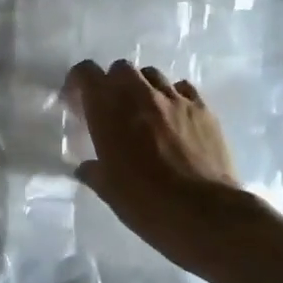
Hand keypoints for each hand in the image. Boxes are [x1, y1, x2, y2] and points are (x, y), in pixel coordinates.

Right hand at [65, 59, 240, 267]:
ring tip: (145, 111)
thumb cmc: (146, 203)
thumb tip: (87, 168)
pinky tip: (175, 117)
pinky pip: (183, 88)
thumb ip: (94, 172)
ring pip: (152, 75)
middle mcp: (139, 96)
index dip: (78, 82)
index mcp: (108, 112)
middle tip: (113, 108)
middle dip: (113, 82)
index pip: (86, 73)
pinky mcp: (203, 109)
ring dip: (143, 87)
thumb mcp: (109, 191)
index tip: (77, 100)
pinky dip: (173, 96)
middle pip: (121, 68)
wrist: (206, 214)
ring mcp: (174, 99)